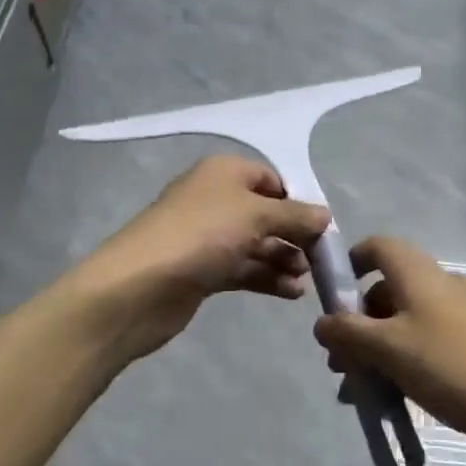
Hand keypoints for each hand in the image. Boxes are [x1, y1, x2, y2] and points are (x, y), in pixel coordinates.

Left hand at [68, 155, 331, 362]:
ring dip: (283, 258)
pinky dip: (266, 277)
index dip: (297, 200)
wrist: (139, 286)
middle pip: (265, 213)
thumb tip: (325, 215)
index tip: (322, 227)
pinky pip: (242, 268)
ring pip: (255, 243)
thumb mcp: (256, 216)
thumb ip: (295, 216)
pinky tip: (291, 293)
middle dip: (293, 234)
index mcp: (224, 172)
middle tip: (319, 259)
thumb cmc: (202, 235)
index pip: (270, 178)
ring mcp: (206, 236)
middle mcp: (215, 199)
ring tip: (305, 279)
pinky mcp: (201, 270)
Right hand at [313, 237, 465, 450]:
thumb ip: (348, 333)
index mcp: (418, 274)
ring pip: (406, 323)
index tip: (331, 300)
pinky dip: (405, 363)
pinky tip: (397, 400)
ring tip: (362, 393)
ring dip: (378, 350)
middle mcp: (441, 285)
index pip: (377, 247)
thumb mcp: (389, 350)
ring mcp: (464, 315)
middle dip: (358, 324)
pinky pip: (428, 343)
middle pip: (387, 290)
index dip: (350, 264)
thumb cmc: (453, 367)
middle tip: (341, 364)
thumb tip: (321, 323)